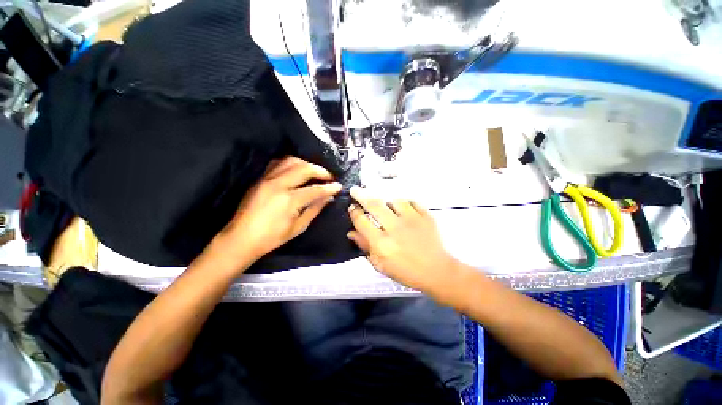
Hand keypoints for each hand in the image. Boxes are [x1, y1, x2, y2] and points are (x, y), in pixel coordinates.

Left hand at [218, 157, 341, 262]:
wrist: (241, 238)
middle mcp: (278, 185)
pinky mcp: (260, 179)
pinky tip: (297, 171)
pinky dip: (291, 164)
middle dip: (320, 171)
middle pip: (304, 169)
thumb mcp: (298, 227)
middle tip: (329, 177)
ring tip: (315, 172)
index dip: (329, 187)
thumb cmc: (272, 238)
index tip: (339, 186)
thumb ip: (315, 209)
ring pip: (291, 161)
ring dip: (306, 164)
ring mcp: (267, 179)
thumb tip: (329, 197)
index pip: (315, 189)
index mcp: (289, 200)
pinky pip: (278, 163)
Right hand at [347, 186, 459, 291]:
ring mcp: (412, 220)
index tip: (352, 208)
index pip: (362, 221)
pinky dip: (405, 204)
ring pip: (394, 200)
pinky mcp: (425, 216)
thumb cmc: (406, 271)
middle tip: (355, 190)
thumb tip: (351, 232)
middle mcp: (395, 228)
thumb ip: (365, 246)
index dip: (354, 213)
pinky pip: (411, 202)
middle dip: (361, 195)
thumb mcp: (380, 265)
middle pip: (374, 205)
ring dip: (387, 202)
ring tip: (386, 207)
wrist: (436, 271)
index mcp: (382, 243)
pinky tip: (403, 209)